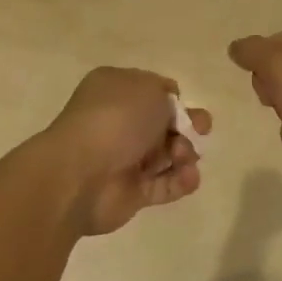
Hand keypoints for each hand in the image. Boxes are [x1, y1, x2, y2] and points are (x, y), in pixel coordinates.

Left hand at [41, 68, 209, 235]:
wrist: (81, 173)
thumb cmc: (116, 119)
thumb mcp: (148, 88)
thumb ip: (167, 95)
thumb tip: (170, 110)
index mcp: (115, 89)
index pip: (153, 91)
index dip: (174, 99)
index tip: (186, 106)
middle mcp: (119, 121)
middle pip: (164, 124)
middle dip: (188, 127)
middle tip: (200, 132)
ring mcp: (124, 158)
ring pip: (168, 154)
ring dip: (185, 154)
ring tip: (184, 157)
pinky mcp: (132, 192)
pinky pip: (164, 184)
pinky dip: (181, 181)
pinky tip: (189, 177)